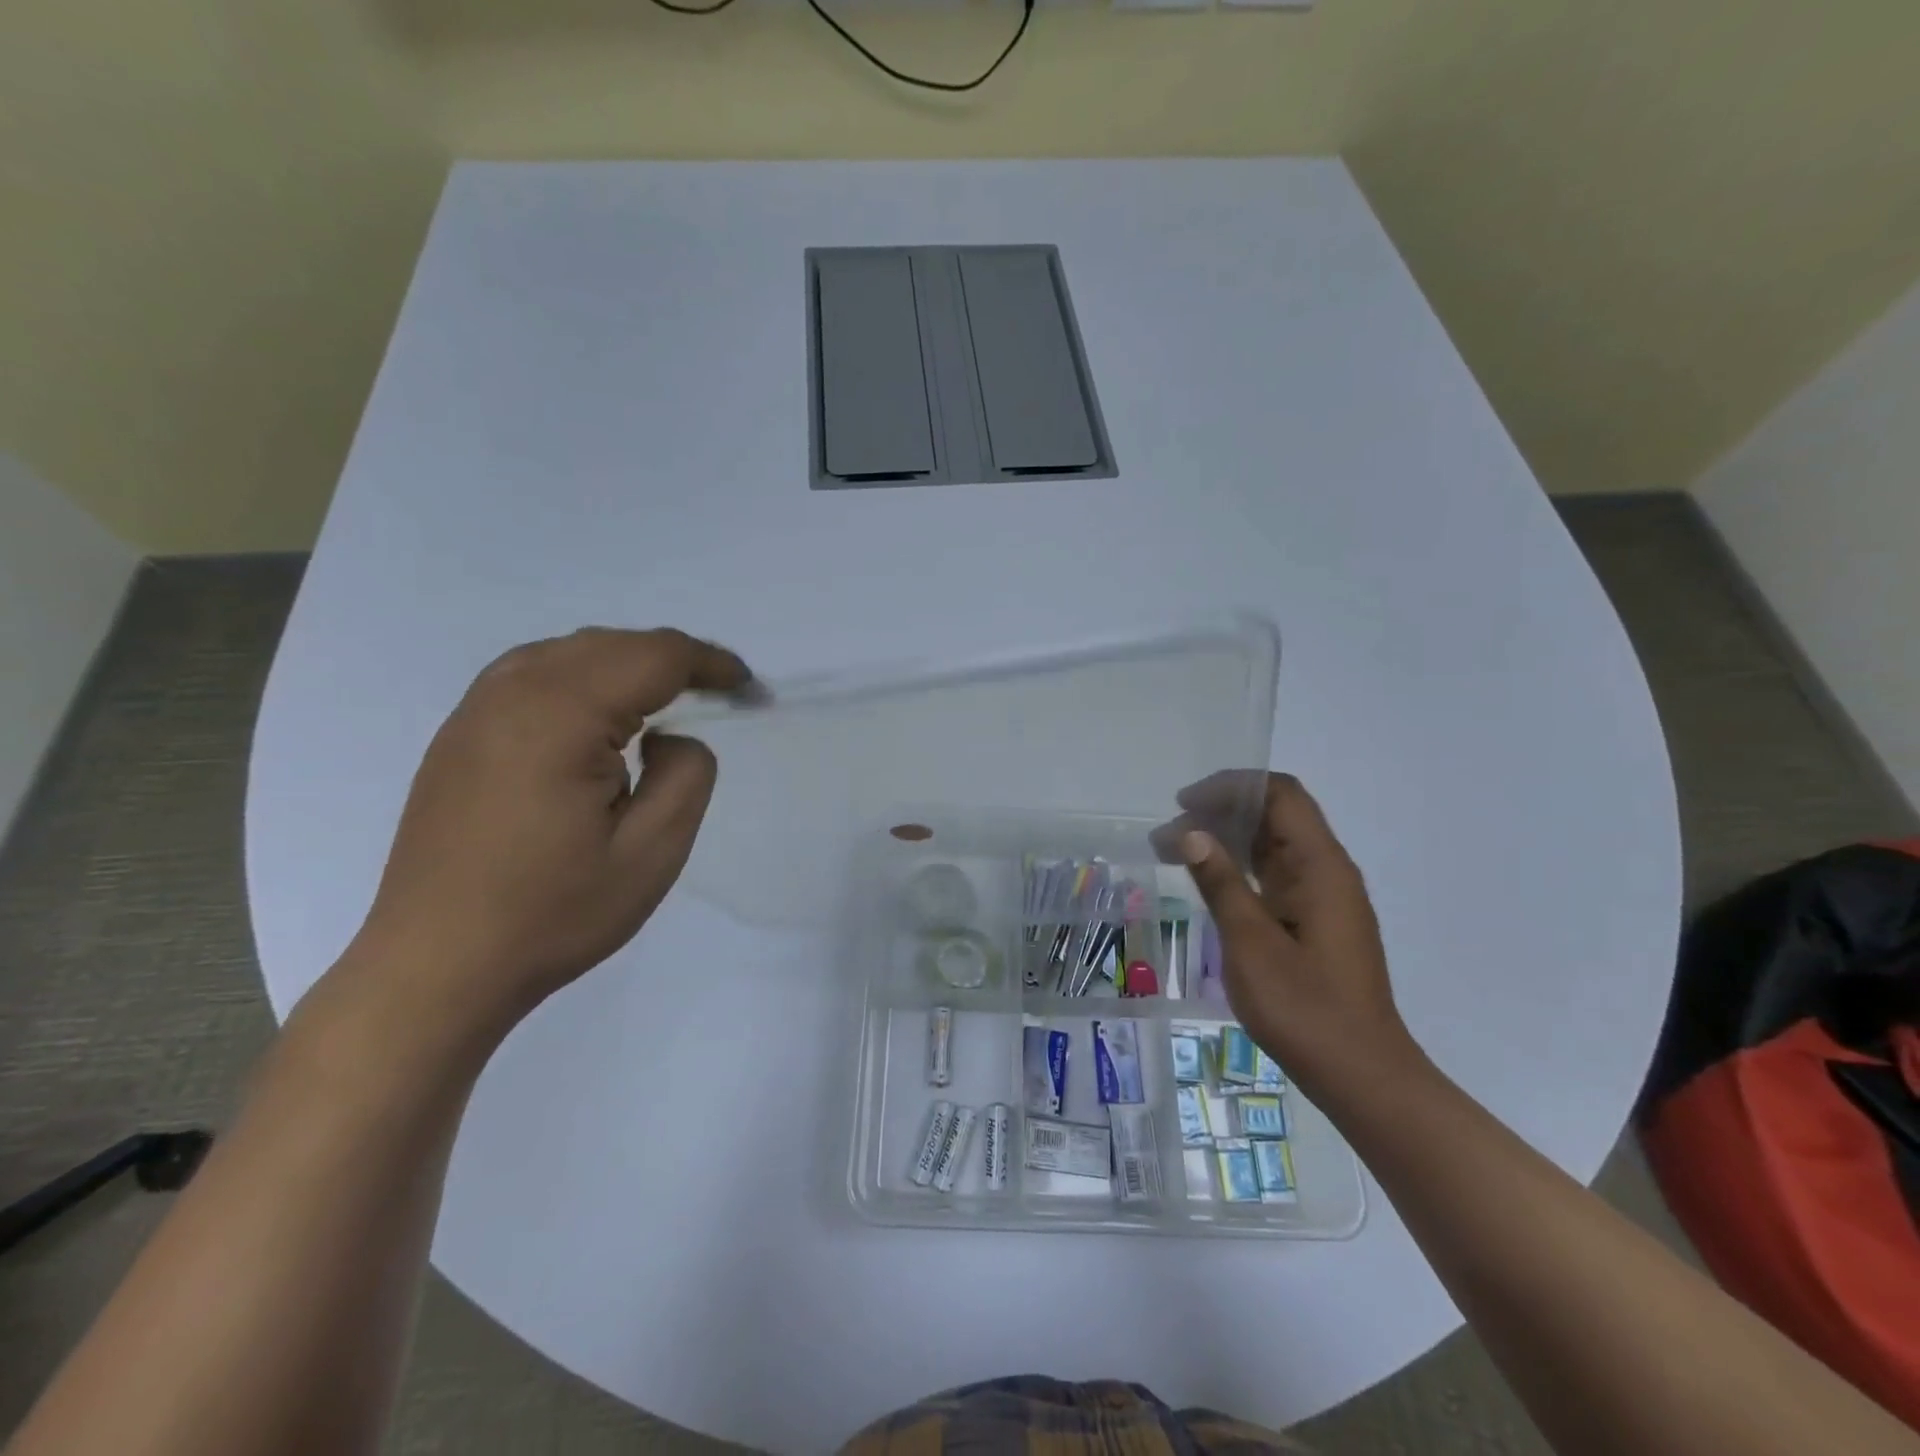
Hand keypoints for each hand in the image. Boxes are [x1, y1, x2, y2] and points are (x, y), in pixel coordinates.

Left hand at [350, 628, 751, 1030]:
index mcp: (560, 714)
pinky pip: (534, 675)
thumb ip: (687, 774)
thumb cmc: (553, 913)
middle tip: (719, 694)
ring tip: (668, 699)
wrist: (436, 966)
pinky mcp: (459, 735)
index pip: (654, 656)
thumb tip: (669, 737)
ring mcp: (475, 710)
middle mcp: (511, 693)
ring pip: (570, 652)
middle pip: (612, 644)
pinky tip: (600, 716)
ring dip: (628, 663)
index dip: (711, 663)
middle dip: (674, 660)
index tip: (748, 688)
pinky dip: (584, 677)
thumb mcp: (652, 852)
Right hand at [1176, 773, 1412, 1091]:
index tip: (1185, 803)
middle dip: (1221, 812)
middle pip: (1276, 815)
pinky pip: (1274, 875)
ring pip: (1272, 845)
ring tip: (1174, 851)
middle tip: (1168, 833)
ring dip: (1226, 840)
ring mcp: (1323, 898)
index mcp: (1321, 867)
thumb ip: (1221, 883)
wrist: (1361, 1075)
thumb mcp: (1251, 943)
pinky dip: (1239, 868)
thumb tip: (1191, 832)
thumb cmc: (1305, 1009)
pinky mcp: (1314, 921)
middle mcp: (1327, 872)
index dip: (1232, 787)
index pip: (1281, 795)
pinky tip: (1208, 881)